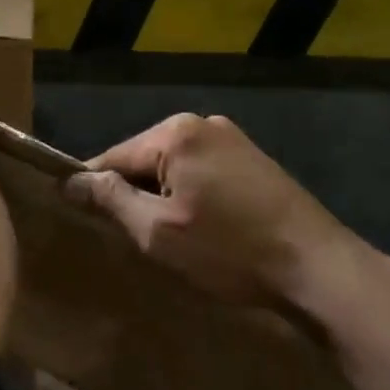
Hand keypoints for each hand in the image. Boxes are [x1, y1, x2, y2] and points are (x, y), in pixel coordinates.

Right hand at [66, 113, 361, 306]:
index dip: (95, 188)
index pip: (113, 156)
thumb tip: (71, 180)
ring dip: (163, 195)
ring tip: (171, 236)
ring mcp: (231, 137)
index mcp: (175, 133)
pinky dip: (191, 192)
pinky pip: (201, 169)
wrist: (318, 267)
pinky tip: (203, 225)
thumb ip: (111, 200)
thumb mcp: (159, 232)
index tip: (86, 220)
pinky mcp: (252, 157)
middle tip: (137, 238)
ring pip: (173, 164)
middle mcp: (201, 122)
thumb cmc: (230, 251)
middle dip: (134, 193)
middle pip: (144, 157)